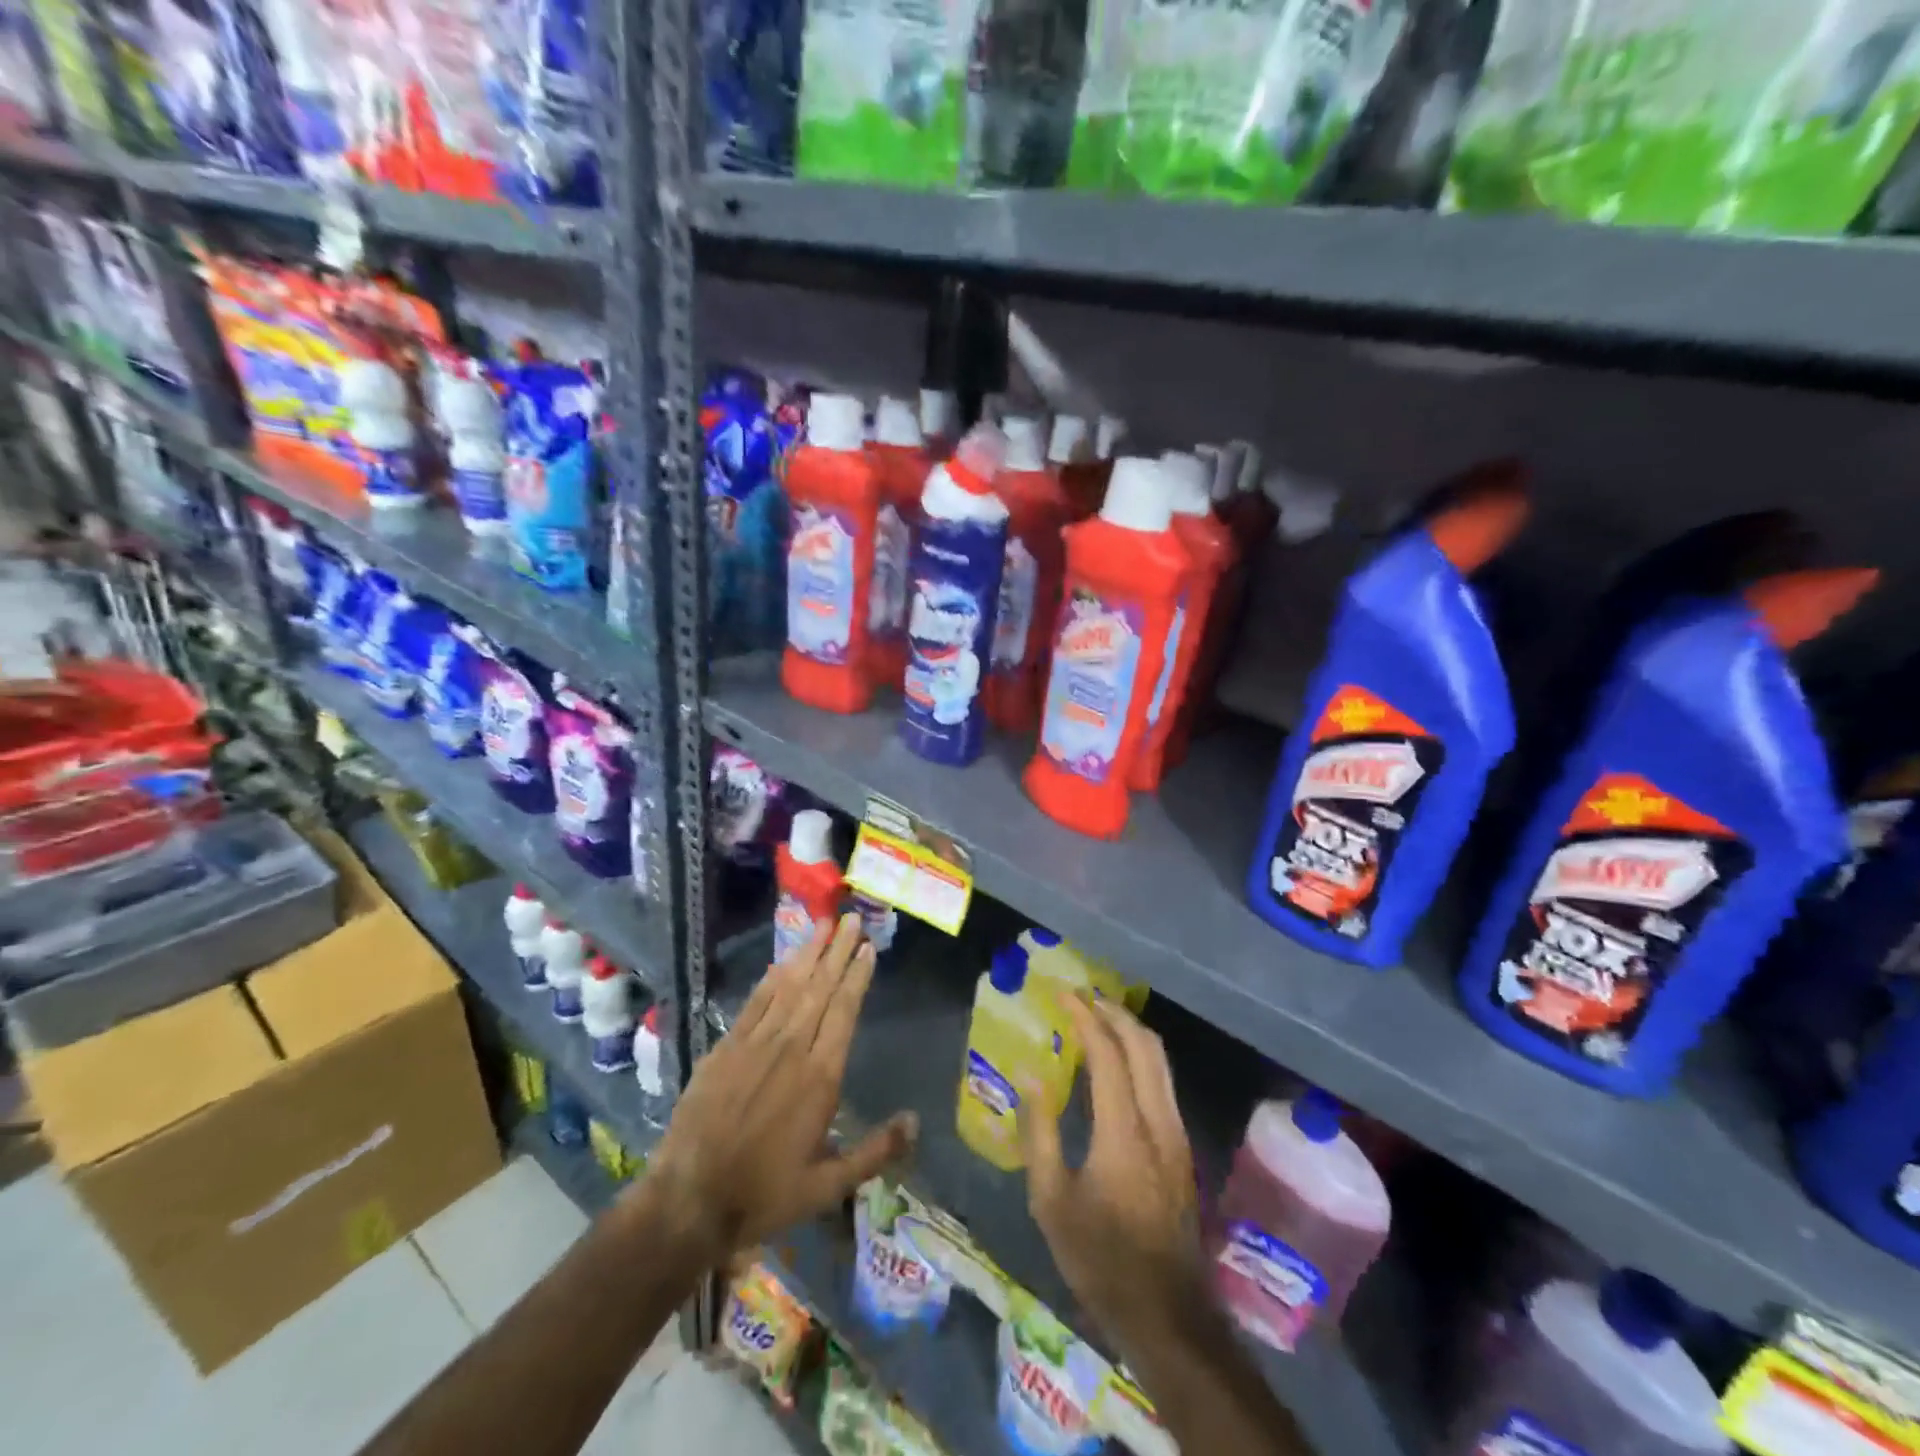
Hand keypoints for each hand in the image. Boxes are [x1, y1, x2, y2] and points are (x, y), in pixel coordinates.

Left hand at [644, 913, 916, 1263]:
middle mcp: (790, 1048)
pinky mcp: (726, 1047)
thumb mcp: (829, 1185)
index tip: (868, 948)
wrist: (689, 1199)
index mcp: (820, 1076)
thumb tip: (915, 1121)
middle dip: (838, 951)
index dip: (857, 976)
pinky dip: (772, 978)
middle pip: (819, 988)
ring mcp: (755, 1044)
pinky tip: (783, 961)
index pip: (844, 1011)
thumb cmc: (765, 1193)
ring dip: (808, 953)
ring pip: (788, 986)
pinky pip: (755, 1002)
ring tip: (824, 925)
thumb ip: (875, 1152)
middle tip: (852, 919)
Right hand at [1017, 995, 1205, 1357]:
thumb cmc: (1099, 1258)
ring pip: (1161, 1061)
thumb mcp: (1051, 1200)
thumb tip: (1029, 1075)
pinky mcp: (1183, 1149)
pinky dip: (1141, 1056)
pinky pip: (1163, 1082)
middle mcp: (1158, 1121)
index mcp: (1124, 1131)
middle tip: (1082, 997)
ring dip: (1131, 1031)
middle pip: (1145, 1045)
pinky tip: (1118, 1063)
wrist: (1166, 1314)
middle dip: (1114, 1012)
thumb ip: (1039, 1131)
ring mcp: (1177, 1135)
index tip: (1062, 994)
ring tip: (1099, 1019)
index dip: (1085, 1017)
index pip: (1108, 1053)